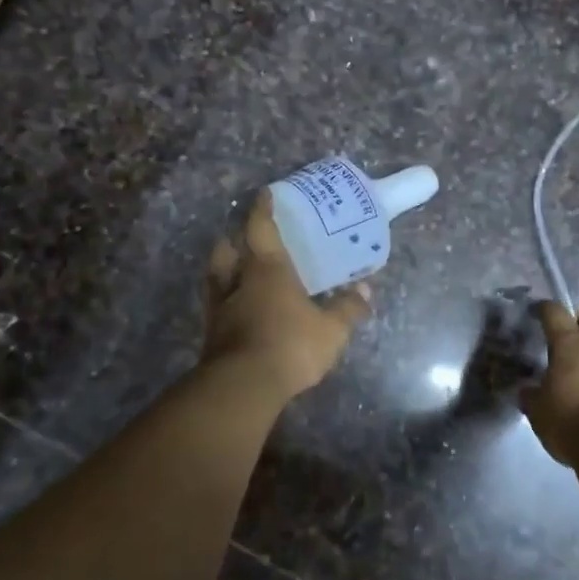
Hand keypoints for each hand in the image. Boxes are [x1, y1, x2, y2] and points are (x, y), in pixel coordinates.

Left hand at [201, 190, 371, 401]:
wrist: (244, 386)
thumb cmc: (290, 345)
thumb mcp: (331, 330)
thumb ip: (347, 308)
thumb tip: (366, 289)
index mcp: (267, 270)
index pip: (260, 228)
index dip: (262, 209)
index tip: (264, 193)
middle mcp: (238, 282)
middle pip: (226, 250)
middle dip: (233, 240)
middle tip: (243, 237)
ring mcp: (220, 309)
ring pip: (215, 278)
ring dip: (224, 271)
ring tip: (237, 272)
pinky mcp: (212, 335)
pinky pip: (218, 308)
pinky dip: (226, 303)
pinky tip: (238, 311)